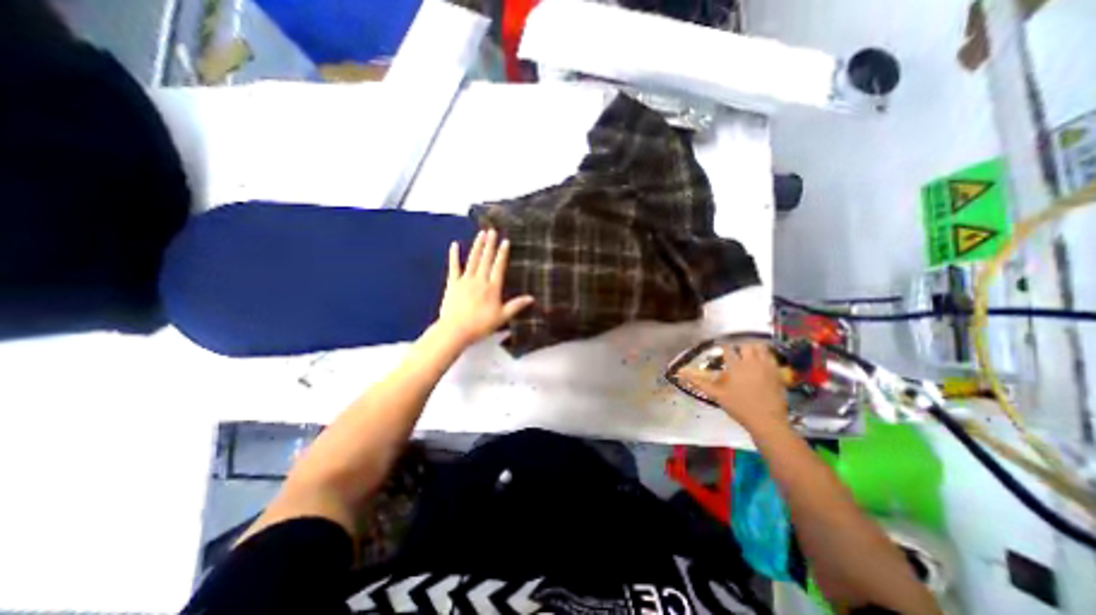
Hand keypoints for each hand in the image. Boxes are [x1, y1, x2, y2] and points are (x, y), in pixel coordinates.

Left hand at [440, 229, 538, 346]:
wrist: (455, 330)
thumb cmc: (480, 325)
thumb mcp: (502, 317)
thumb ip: (516, 306)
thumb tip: (531, 298)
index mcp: (492, 288)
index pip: (499, 267)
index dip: (502, 253)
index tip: (505, 241)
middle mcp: (480, 280)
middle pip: (486, 259)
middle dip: (490, 244)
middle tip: (492, 230)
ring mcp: (465, 280)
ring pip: (473, 259)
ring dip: (477, 246)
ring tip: (481, 234)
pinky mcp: (453, 283)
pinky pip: (454, 267)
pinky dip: (454, 255)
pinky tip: (455, 245)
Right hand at [677, 341, 787, 431]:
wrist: (767, 421)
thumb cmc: (738, 407)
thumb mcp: (715, 394)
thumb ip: (698, 381)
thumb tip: (680, 373)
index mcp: (736, 366)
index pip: (728, 349)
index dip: (723, 346)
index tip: (720, 346)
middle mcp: (751, 362)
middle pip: (746, 344)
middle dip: (740, 345)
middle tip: (735, 351)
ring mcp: (767, 367)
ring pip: (761, 348)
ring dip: (754, 347)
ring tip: (748, 353)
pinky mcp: (778, 373)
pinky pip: (772, 357)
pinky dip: (766, 356)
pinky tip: (761, 362)